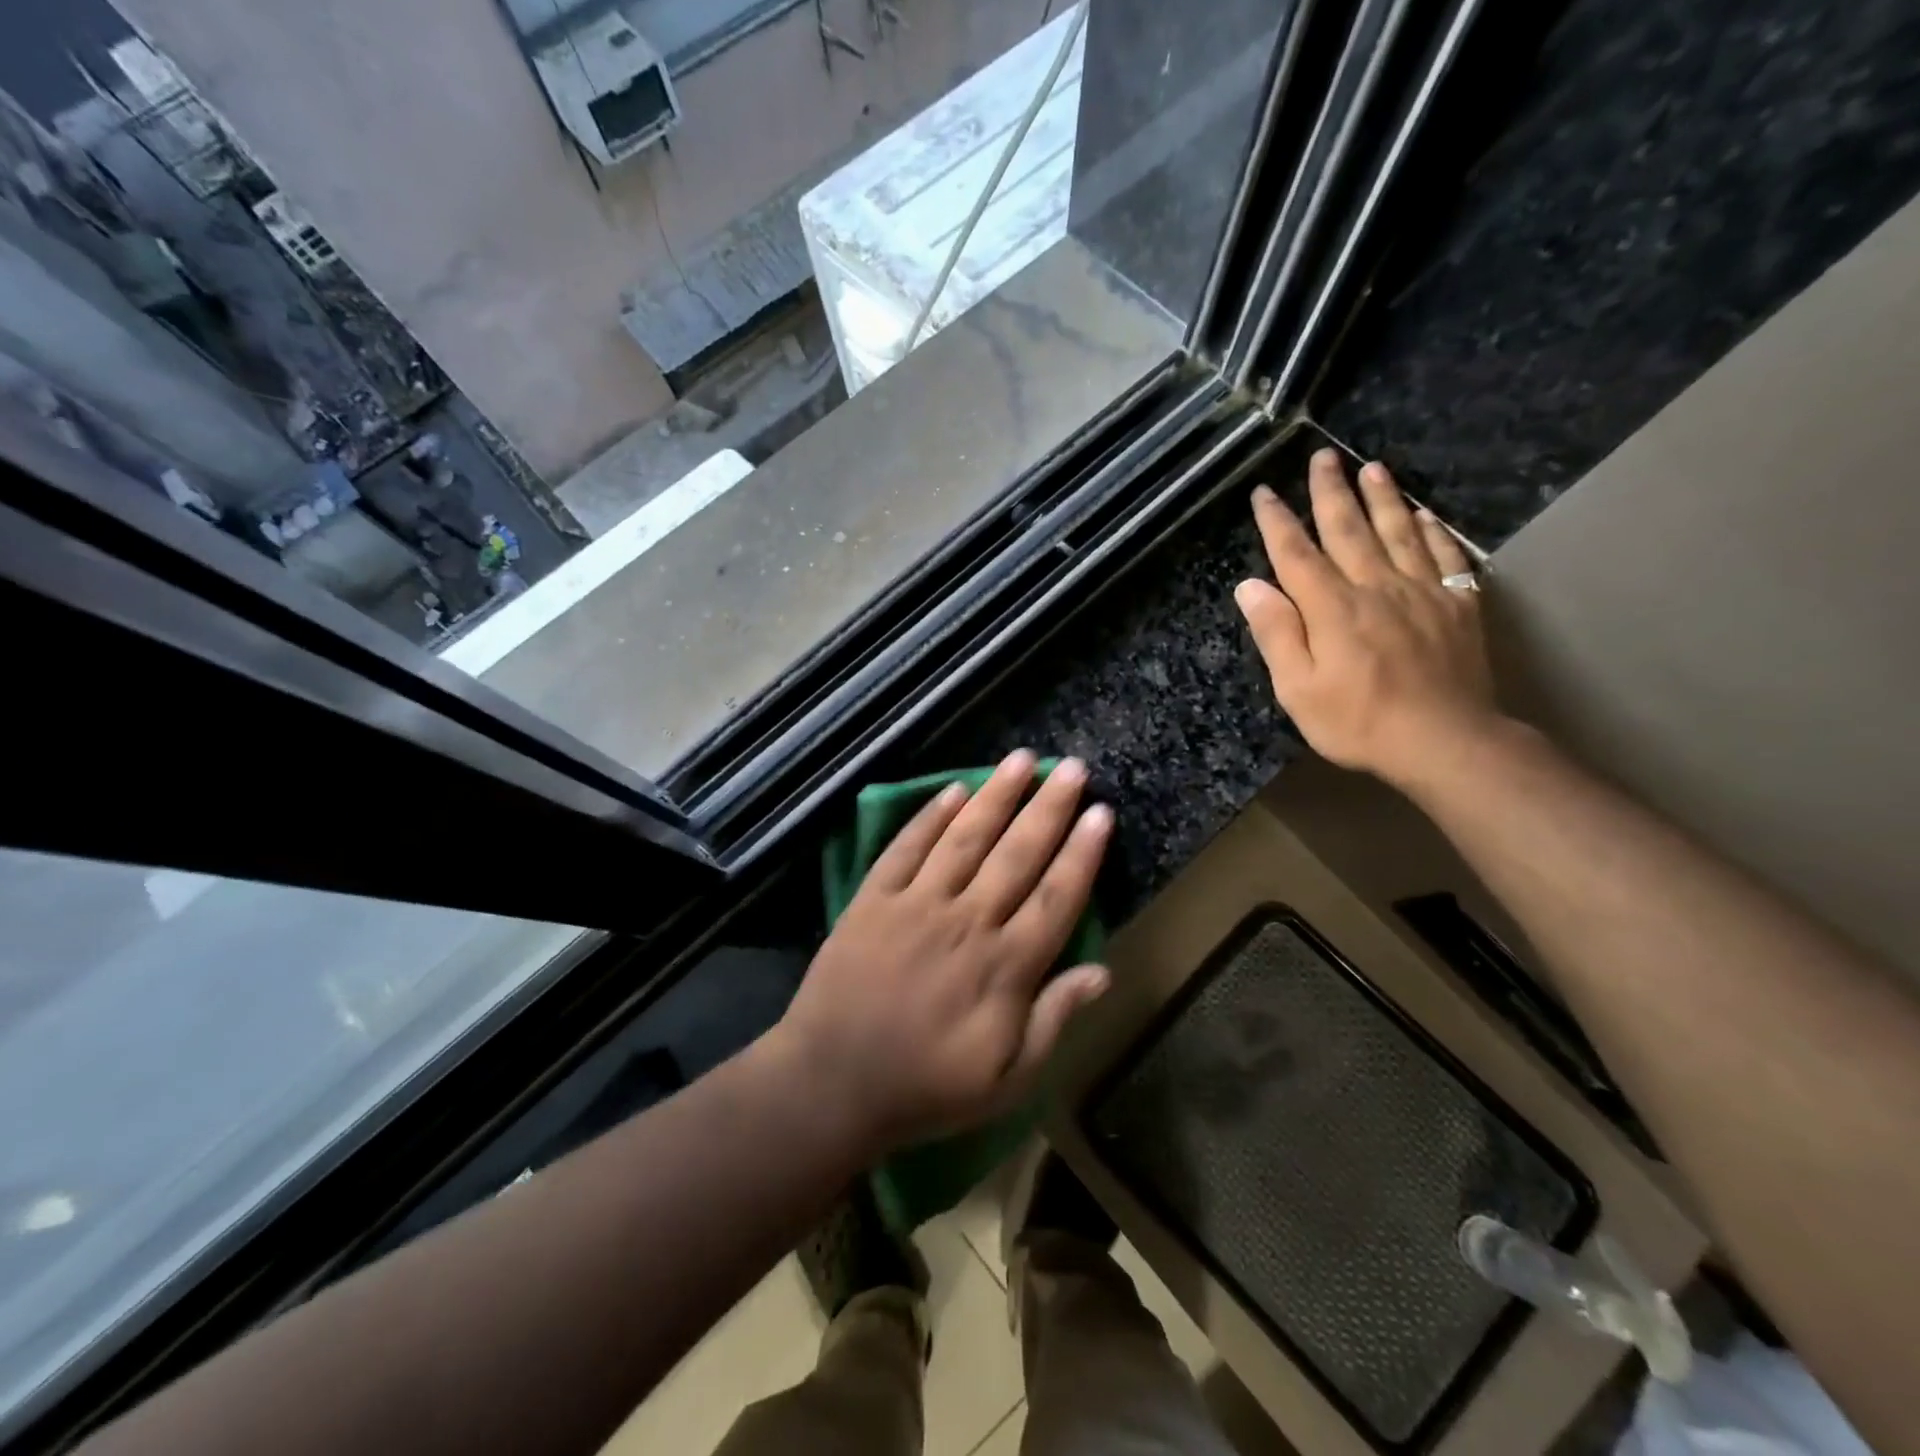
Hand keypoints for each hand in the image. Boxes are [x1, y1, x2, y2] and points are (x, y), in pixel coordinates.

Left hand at [775, 750, 1113, 1152]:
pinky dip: (930, 817)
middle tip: (1070, 766)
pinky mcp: (874, 899)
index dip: (1081, 853)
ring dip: (996, 796)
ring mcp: (916, 904)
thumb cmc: (926, 1088)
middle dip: (1048, 807)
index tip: (1100, 812)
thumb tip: (1102, 971)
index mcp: (1004, 967)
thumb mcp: (1007, 1080)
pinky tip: (954, 790)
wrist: (831, 1084)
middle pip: (1017, 854)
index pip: (1056, 897)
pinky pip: (906, 848)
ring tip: (1021, 759)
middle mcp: (966, 921)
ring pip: (965, 838)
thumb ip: (1054, 1020)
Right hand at [1234, 449, 1503, 790]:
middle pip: (1349, 529)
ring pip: (1398, 532)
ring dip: (1383, 497)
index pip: (1296, 554)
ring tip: (1372, 467)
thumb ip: (1276, 633)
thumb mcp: (1297, 689)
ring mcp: (1422, 592)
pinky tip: (1425, 515)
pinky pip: (1446, 555)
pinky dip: (1433, 531)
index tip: (1264, 493)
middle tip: (1322, 457)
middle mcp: (1376, 586)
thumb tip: (1251, 585)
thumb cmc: (1358, 722)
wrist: (1445, 741)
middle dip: (1331, 492)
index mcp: (1332, 607)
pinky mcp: (1458, 605)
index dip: (1277, 522)